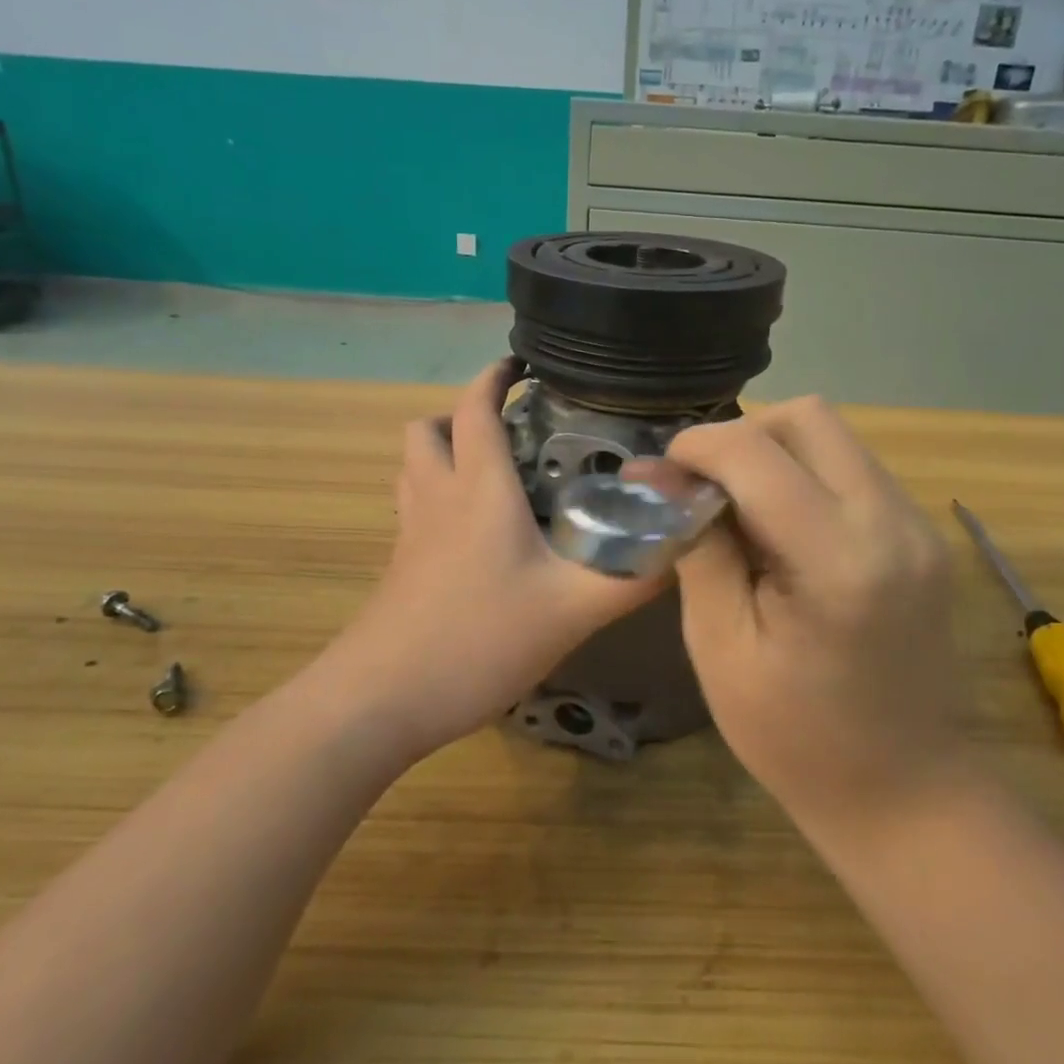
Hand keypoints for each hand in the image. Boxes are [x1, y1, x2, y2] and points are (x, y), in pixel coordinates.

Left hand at [334, 360, 661, 760]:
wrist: (383, 700)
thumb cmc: (478, 639)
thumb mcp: (572, 610)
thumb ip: (632, 578)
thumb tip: (680, 545)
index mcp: (478, 489)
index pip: (475, 408)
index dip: (494, 376)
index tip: (522, 362)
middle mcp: (437, 498)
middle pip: (428, 429)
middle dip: (464, 415)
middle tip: (513, 433)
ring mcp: (409, 533)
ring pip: (414, 467)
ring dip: (445, 452)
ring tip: (494, 473)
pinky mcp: (399, 566)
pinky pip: (414, 507)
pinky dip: (438, 496)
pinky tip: (475, 535)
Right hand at [666, 397, 962, 823]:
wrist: (906, 794)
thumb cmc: (797, 739)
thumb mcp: (721, 647)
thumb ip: (698, 549)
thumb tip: (666, 481)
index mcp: (840, 560)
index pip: (757, 453)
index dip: (697, 447)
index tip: (659, 474)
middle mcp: (894, 523)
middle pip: (810, 417)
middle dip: (742, 436)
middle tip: (701, 486)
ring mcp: (919, 527)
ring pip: (835, 437)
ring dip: (774, 453)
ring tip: (736, 508)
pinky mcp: (924, 537)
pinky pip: (855, 470)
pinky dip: (806, 476)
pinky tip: (780, 529)